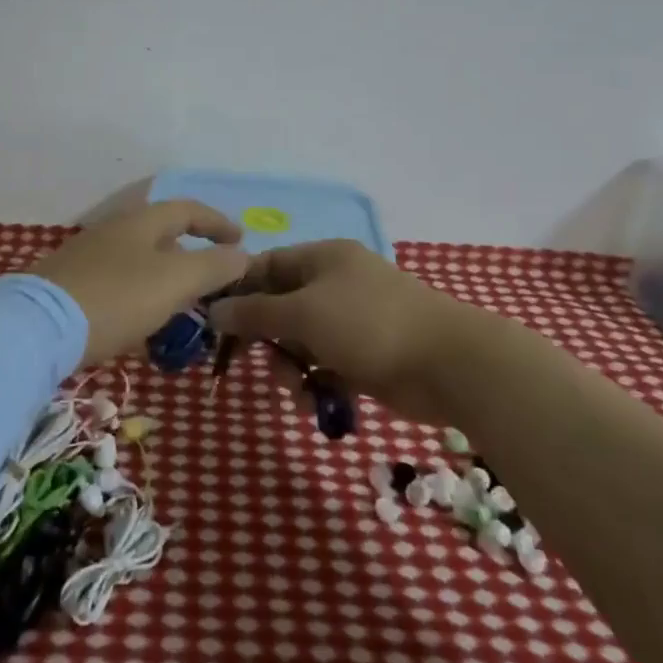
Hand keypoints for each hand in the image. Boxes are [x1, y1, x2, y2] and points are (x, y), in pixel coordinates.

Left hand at [28, 201, 249, 365]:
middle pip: (162, 235)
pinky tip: (140, 327)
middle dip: (192, 255)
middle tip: (213, 282)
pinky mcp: (70, 286)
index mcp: (141, 221)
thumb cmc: (116, 298)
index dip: (218, 223)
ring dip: (166, 280)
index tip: (241, 241)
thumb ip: (213, 266)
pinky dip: (140, 298)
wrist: (36, 328)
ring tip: (182, 310)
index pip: (188, 209)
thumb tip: (243, 255)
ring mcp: (88, 257)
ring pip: (140, 262)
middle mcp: (113, 231)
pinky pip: (118, 285)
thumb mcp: (175, 281)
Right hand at [208, 239, 488, 424]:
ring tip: (298, 389)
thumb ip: (255, 312)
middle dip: (266, 338)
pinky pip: (325, 367)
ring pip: (300, 343)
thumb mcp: (303, 314)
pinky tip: (318, 403)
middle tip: (250, 361)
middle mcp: (335, 285)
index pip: (267, 266)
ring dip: (290, 368)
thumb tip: (213, 309)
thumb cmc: (369, 325)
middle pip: (281, 308)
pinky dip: (316, 384)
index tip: (214, 321)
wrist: (449, 365)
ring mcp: (353, 322)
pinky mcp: (365, 357)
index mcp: (323, 259)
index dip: (238, 290)